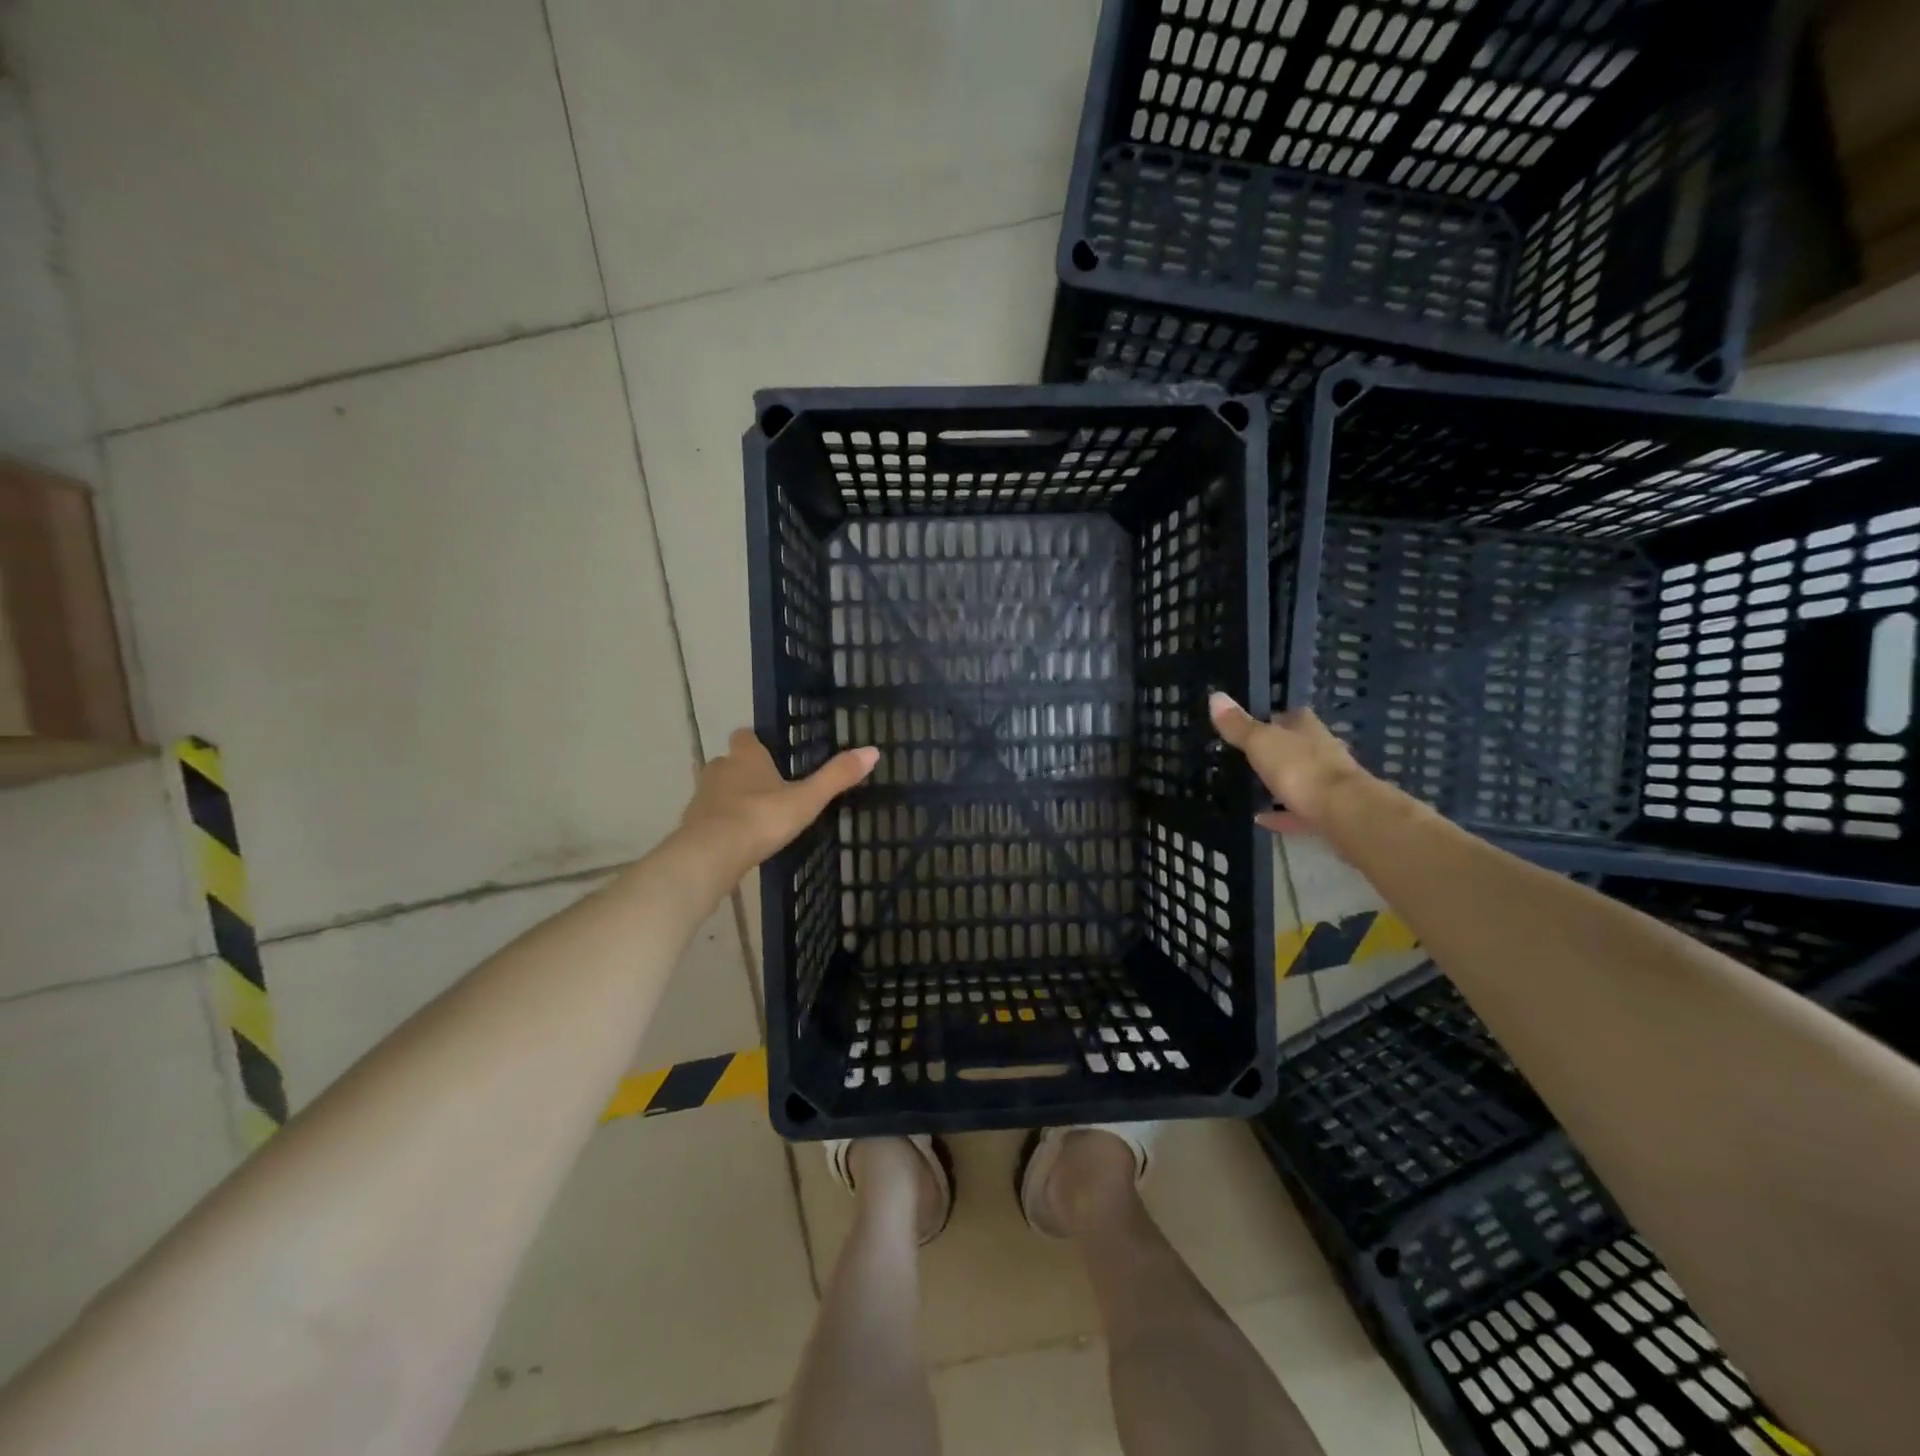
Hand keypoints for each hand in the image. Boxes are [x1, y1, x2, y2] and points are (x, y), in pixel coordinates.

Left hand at [679, 729, 878, 879]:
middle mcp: (720, 769)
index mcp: (746, 757)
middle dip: (744, 771)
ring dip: (731, 798)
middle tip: (768, 786)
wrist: (711, 854)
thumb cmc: (761, 818)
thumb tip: (873, 751)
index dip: (755, 742)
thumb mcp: (806, 799)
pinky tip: (738, 840)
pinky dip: (721, 824)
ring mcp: (702, 798)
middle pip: (729, 762)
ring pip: (717, 790)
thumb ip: (836, 777)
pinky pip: (709, 818)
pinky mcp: (692, 826)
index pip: (745, 736)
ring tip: (755, 815)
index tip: (770, 752)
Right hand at [1208, 693, 1368, 833]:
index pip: (1291, 715)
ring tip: (1253, 789)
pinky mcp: (1329, 811)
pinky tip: (1261, 820)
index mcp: (1307, 728)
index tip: (1254, 724)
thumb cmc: (1300, 768)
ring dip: (1282, 782)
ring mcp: (1329, 782)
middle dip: (1278, 751)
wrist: (1344, 812)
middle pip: (1298, 746)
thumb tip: (1215, 696)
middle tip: (1249, 757)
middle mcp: (1322, 750)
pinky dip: (1281, 814)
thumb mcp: (1261, 742)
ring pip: (1301, 778)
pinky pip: (1299, 811)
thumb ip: (1238, 725)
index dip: (1274, 718)